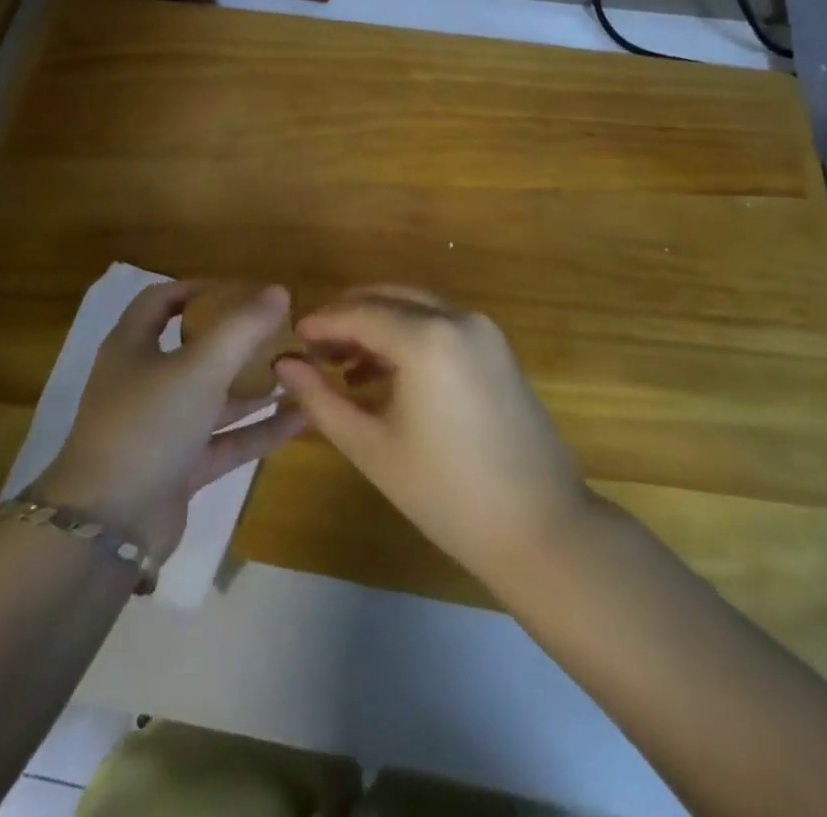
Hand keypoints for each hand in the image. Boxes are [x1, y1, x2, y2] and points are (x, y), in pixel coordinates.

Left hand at [35, 281, 306, 560]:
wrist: (111, 525)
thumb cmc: (149, 424)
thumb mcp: (200, 367)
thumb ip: (242, 327)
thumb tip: (278, 290)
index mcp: (132, 346)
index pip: (162, 300)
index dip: (199, 289)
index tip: (241, 289)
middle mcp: (144, 381)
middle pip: (194, 348)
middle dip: (237, 340)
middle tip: (281, 331)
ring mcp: (161, 427)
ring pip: (214, 397)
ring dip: (254, 385)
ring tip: (300, 370)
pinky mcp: (180, 467)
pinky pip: (225, 439)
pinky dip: (258, 428)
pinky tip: (301, 417)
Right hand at [275, 286, 599, 587]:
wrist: (542, 530)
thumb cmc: (446, 493)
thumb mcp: (371, 446)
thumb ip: (321, 398)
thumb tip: (284, 364)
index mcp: (426, 337)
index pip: (358, 312)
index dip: (321, 323)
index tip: (293, 339)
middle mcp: (457, 318)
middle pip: (387, 297)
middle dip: (347, 316)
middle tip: (314, 349)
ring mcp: (483, 330)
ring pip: (414, 306)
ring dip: (377, 323)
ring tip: (343, 365)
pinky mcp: (497, 348)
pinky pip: (440, 323)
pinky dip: (407, 334)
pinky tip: (384, 373)